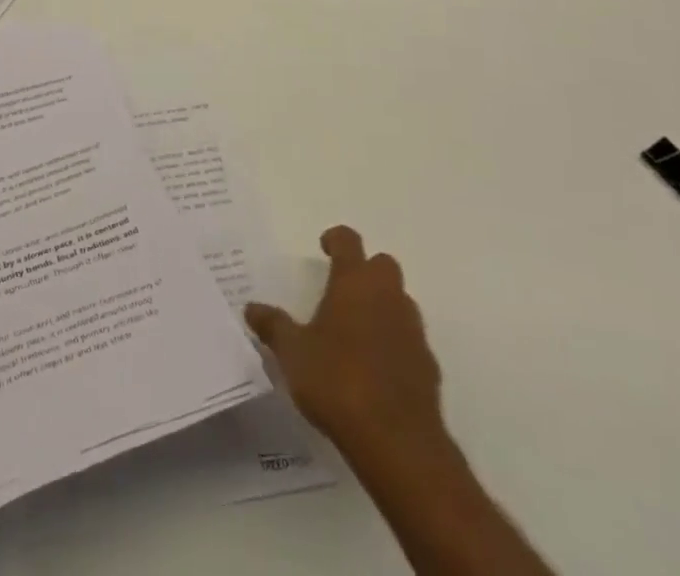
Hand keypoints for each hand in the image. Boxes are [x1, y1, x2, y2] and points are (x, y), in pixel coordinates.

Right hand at [245, 226, 446, 458]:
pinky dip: (396, 344)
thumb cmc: (338, 381)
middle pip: (382, 265)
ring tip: (357, 332)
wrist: (398, 441)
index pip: (348, 241)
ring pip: (400, 301)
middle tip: (343, 290)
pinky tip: (377, 369)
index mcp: (354, 281)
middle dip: (365, 270)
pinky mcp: (428, 365)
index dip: (336, 238)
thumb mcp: (293, 353)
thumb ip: (273, 326)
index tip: (324, 246)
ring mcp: (413, 330)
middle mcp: (387, 295)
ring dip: (383, 306)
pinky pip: (410, 341)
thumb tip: (251, 308)